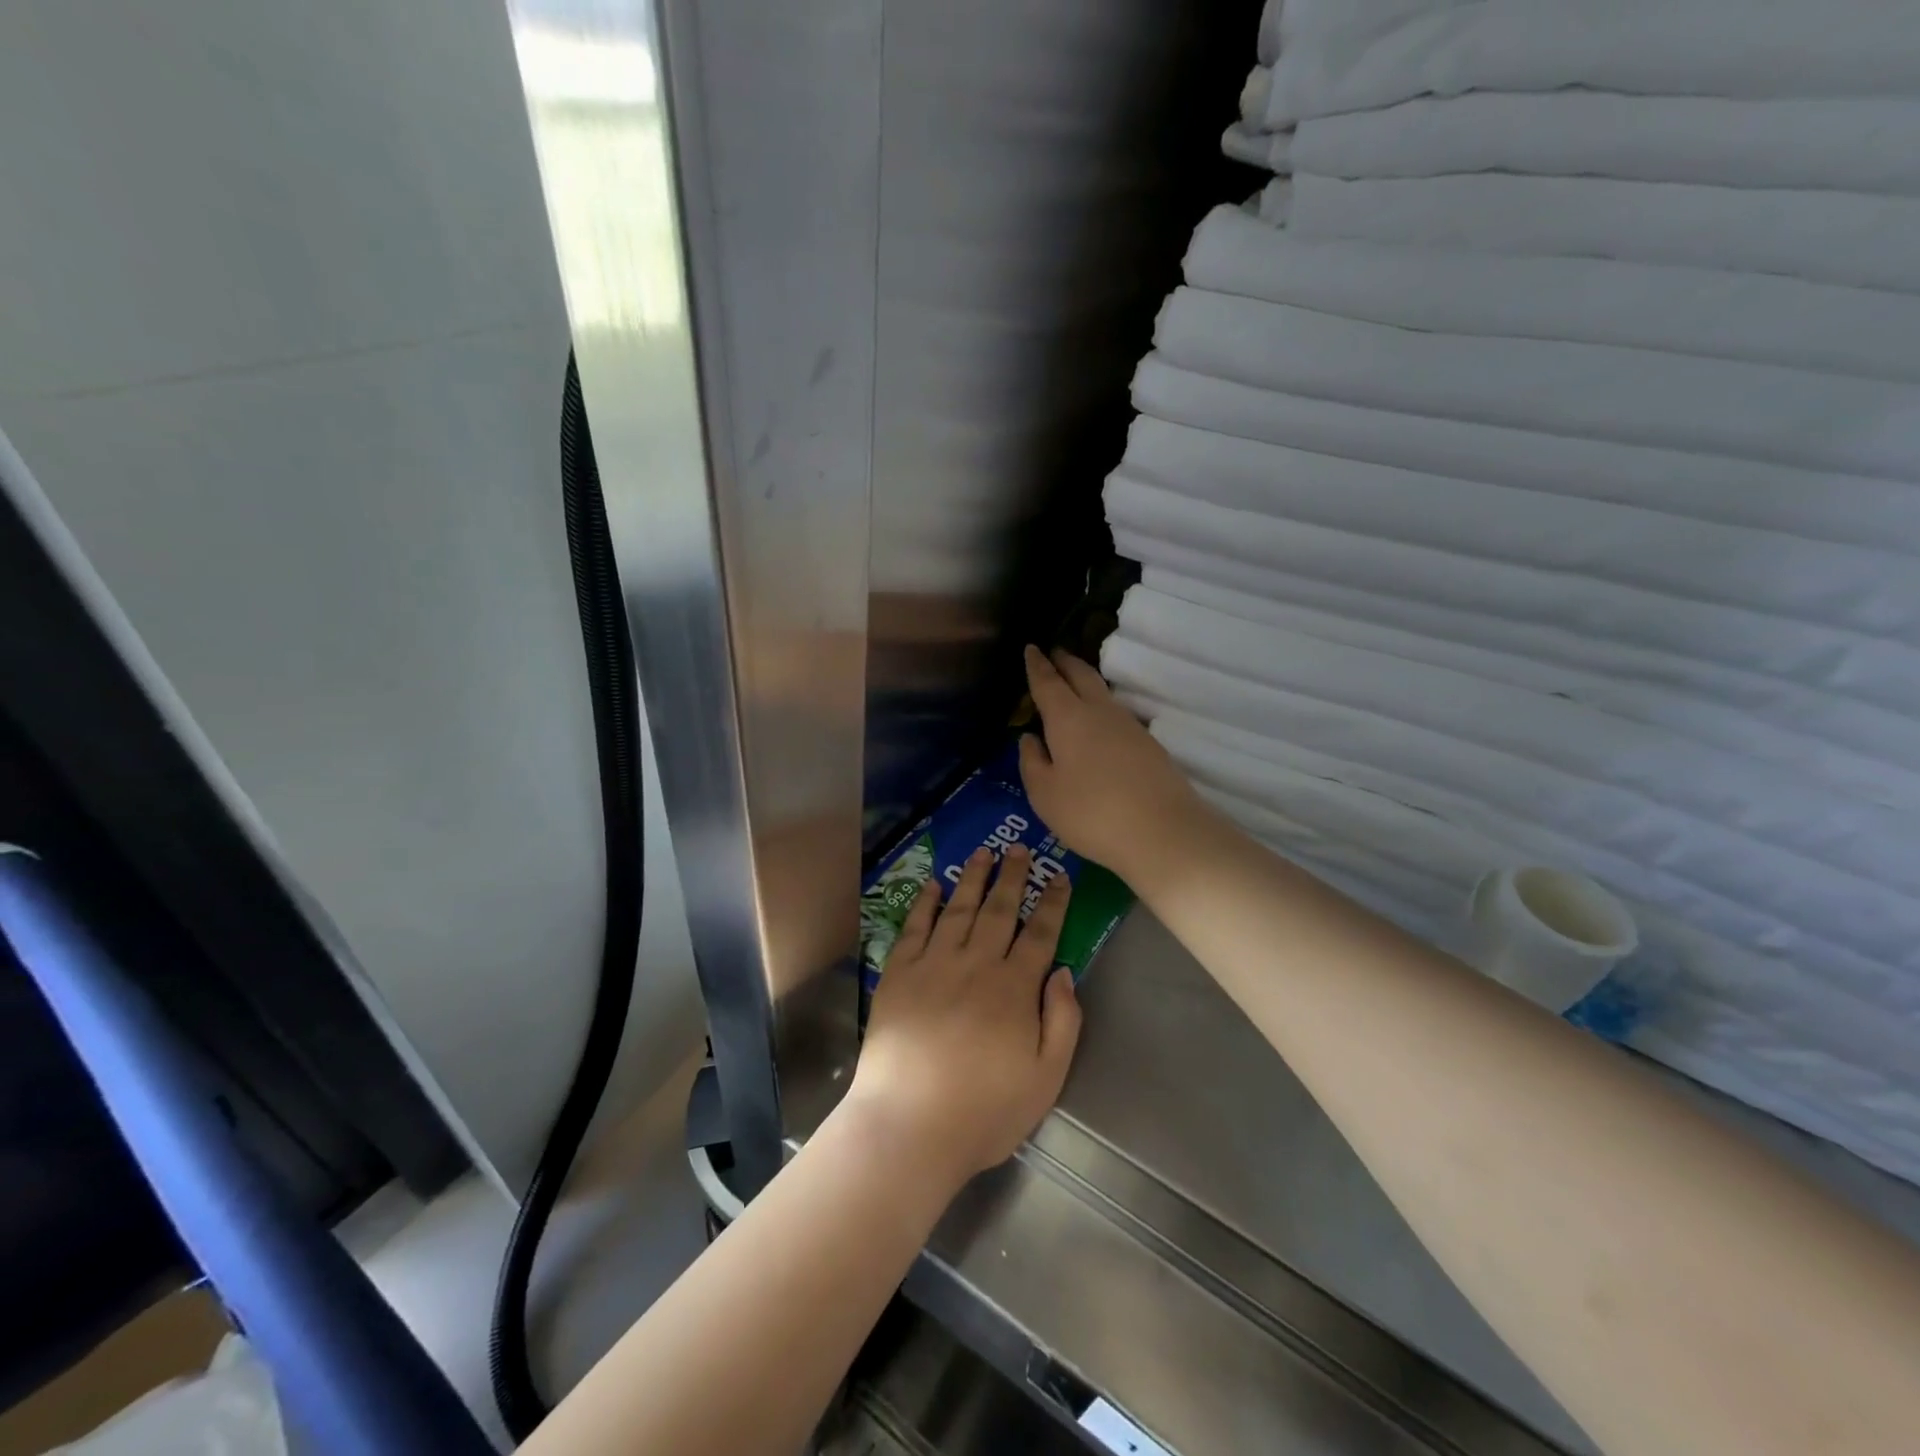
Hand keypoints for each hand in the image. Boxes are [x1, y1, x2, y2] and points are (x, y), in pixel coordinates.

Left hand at [843, 845, 1080, 1189]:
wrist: (909, 1125)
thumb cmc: (983, 1111)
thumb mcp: (1045, 1079)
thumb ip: (1062, 1022)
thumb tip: (1064, 973)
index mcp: (1015, 988)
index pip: (1040, 934)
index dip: (1053, 903)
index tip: (1059, 876)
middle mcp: (976, 964)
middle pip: (999, 910)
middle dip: (1012, 876)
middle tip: (1018, 847)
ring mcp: (934, 964)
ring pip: (959, 909)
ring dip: (973, 878)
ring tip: (982, 852)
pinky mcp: (899, 973)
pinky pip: (915, 926)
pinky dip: (925, 902)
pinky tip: (933, 885)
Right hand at [1019, 646, 1209, 884]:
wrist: (1163, 832)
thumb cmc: (1091, 813)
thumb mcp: (1045, 795)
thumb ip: (1032, 763)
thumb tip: (1029, 738)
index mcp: (1068, 718)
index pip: (1048, 682)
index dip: (1037, 665)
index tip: (1031, 648)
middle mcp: (1100, 712)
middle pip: (1082, 676)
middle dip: (1066, 662)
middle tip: (1055, 653)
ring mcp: (1130, 727)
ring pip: (1103, 694)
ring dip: (1086, 683)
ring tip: (1074, 684)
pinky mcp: (1149, 746)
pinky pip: (1117, 715)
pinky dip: (1102, 708)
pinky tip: (1099, 724)